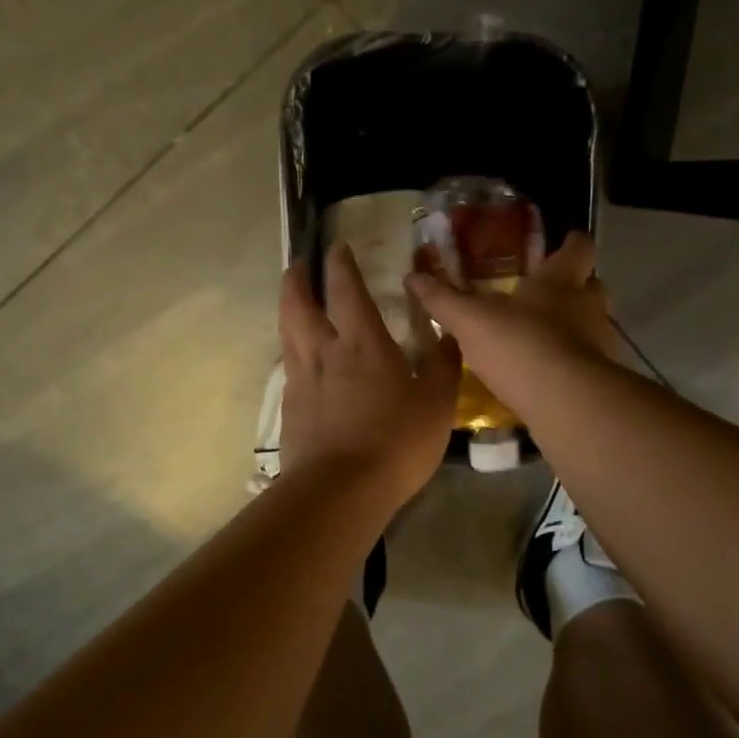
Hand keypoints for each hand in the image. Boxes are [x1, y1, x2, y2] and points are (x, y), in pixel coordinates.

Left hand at [280, 241, 462, 502]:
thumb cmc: (396, 441)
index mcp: (362, 342)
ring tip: (295, 304)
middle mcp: (324, 351)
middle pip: (298, 303)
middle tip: (299, 265)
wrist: (340, 490)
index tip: (336, 247)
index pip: (345, 289)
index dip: (340, 264)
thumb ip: (444, 366)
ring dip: (289, 310)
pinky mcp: (290, 409)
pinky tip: (303, 364)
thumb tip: (451, 336)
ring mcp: (301, 380)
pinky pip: (289, 368)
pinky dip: (293, 353)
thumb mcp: (437, 404)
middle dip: (297, 279)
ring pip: (287, 333)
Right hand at [404, 233, 615, 407]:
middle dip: (572, 288)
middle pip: (591, 285)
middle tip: (543, 295)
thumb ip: (443, 299)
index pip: (579, 247)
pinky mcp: (600, 377)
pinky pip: (586, 361)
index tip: (561, 245)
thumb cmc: (520, 344)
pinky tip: (544, 375)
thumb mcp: (470, 320)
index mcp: (561, 279)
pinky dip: (569, 363)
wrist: (566, 402)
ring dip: (572, 328)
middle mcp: (589, 304)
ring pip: (591, 324)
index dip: (571, 243)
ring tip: (540, 338)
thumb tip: (412, 276)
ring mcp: (601, 342)